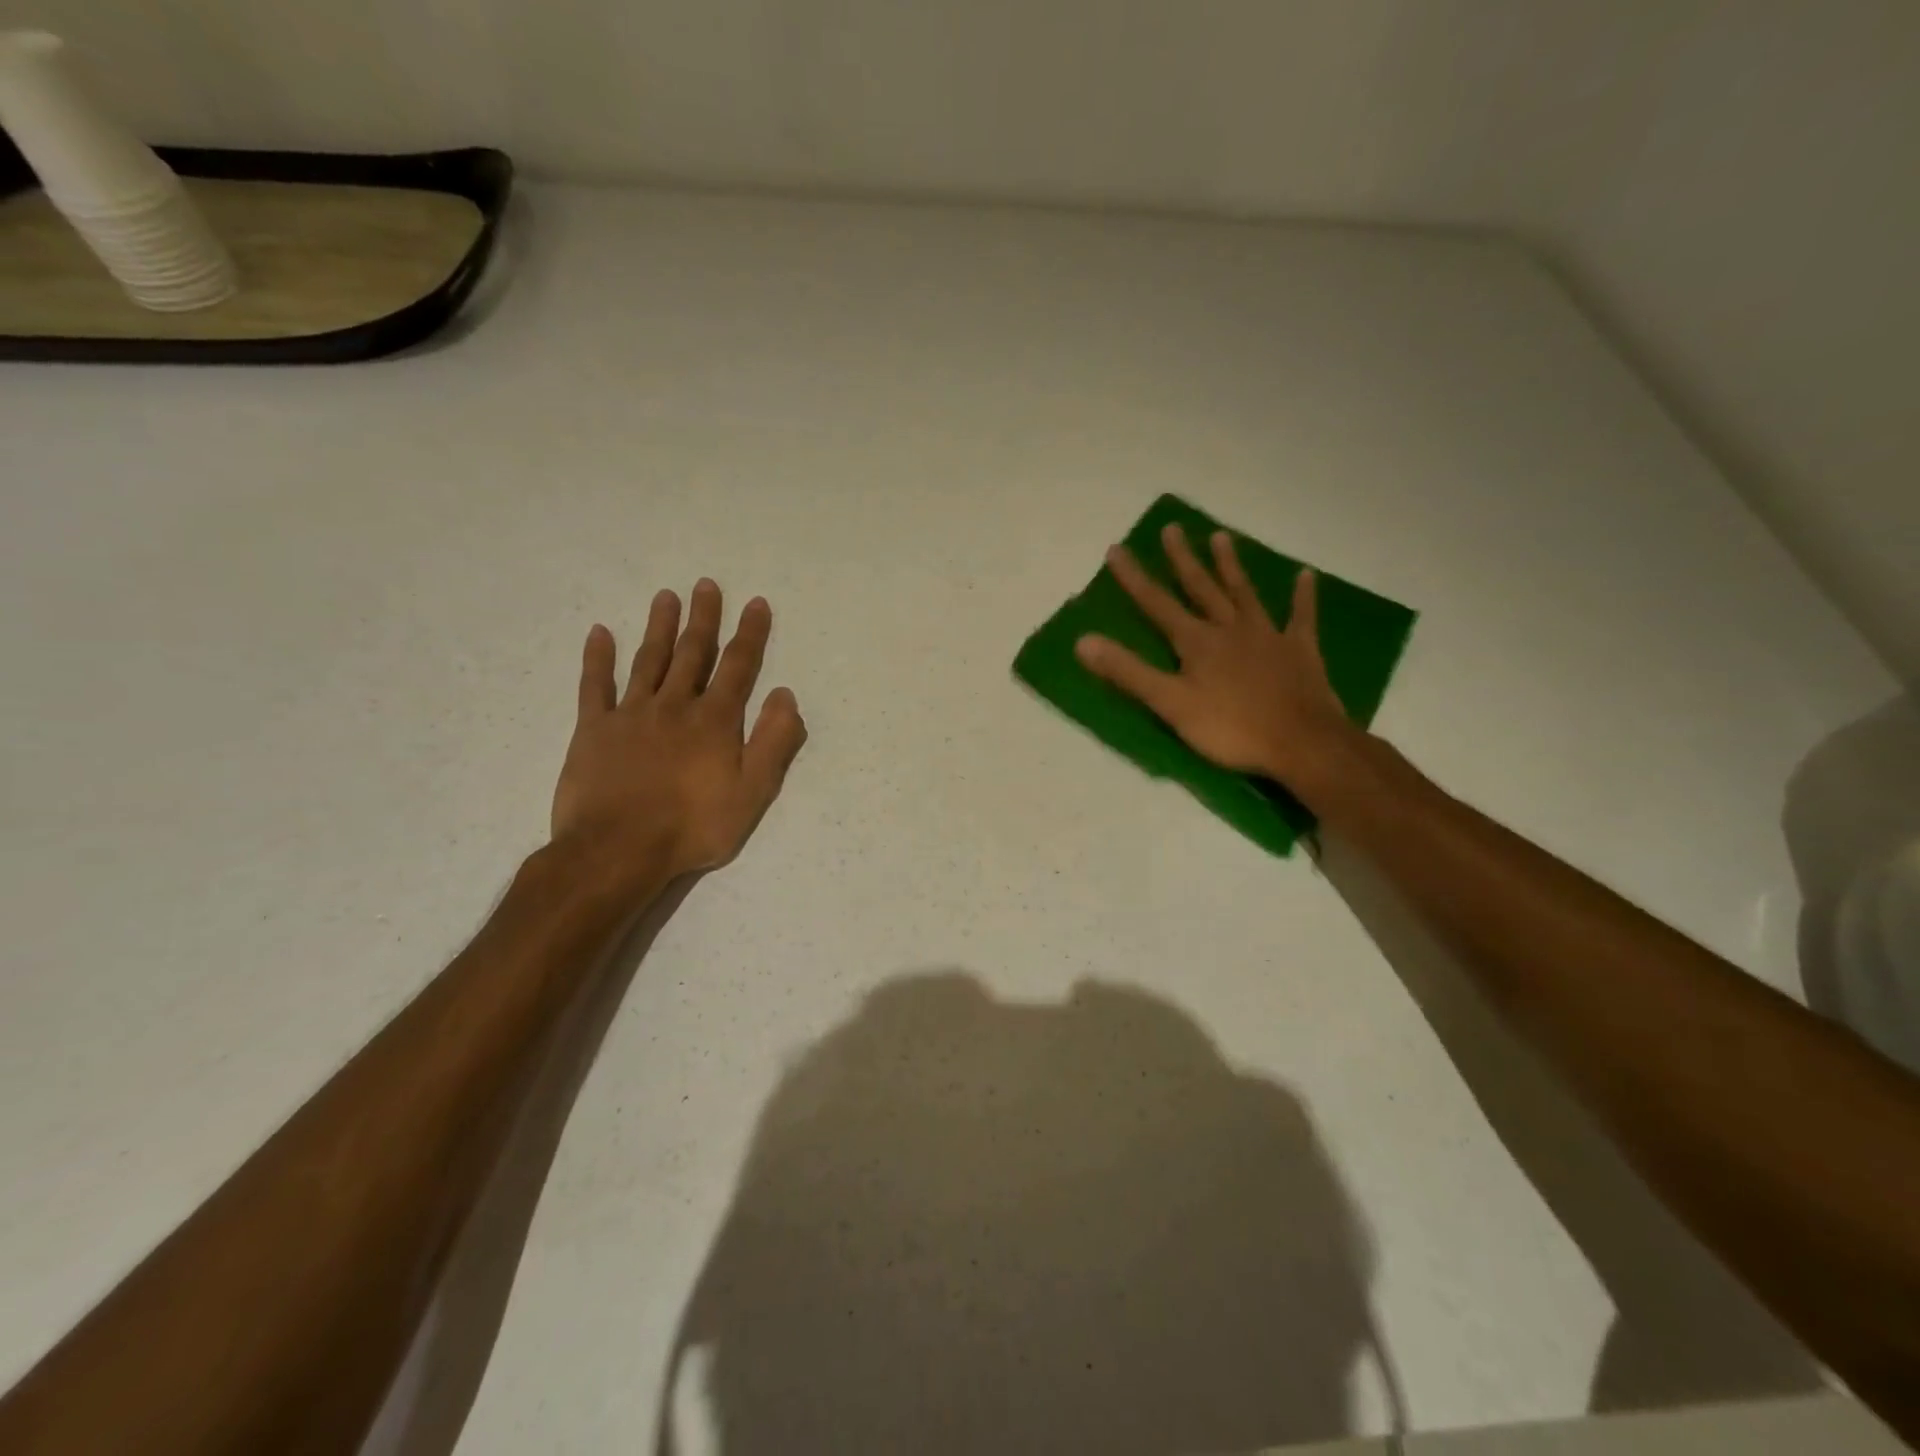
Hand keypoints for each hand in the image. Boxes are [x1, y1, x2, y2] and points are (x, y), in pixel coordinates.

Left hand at [553, 579, 807, 878]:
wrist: (618, 850)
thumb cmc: (693, 826)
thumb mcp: (753, 792)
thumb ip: (773, 741)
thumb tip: (785, 695)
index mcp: (715, 720)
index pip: (738, 667)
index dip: (750, 634)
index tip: (756, 603)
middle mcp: (675, 705)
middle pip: (692, 653)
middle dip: (703, 618)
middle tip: (706, 585)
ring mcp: (631, 714)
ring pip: (648, 660)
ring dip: (659, 627)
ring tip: (665, 595)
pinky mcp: (593, 729)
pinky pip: (595, 686)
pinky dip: (597, 658)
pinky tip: (600, 632)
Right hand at [1075, 524, 1356, 792]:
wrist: (1301, 742)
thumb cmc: (1230, 728)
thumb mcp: (1170, 704)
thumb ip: (1128, 672)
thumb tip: (1083, 641)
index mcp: (1197, 642)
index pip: (1156, 604)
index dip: (1134, 578)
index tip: (1116, 549)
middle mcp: (1229, 629)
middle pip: (1201, 588)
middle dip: (1182, 559)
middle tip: (1171, 528)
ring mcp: (1267, 636)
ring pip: (1244, 593)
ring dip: (1231, 565)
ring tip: (1221, 536)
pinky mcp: (1299, 650)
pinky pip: (1301, 616)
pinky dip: (1302, 596)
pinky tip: (1305, 575)